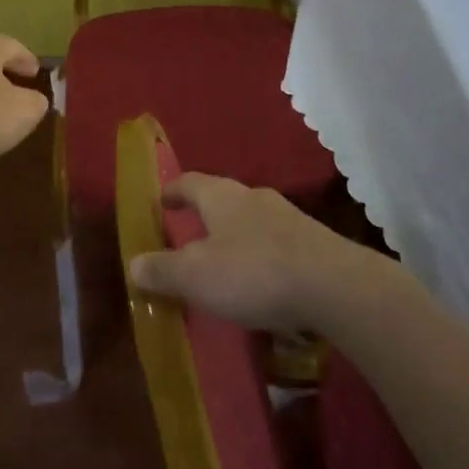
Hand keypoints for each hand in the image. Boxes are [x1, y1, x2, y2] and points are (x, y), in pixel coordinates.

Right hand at [128, 173, 383, 333]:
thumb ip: (163, 269)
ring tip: (223, 265)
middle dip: (204, 216)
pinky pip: (275, 244)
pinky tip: (260, 284)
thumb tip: (134, 263)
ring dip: (234, 238)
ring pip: (250, 222)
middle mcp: (253, 197)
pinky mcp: (313, 244)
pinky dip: (260, 258)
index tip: (160, 202)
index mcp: (221, 196)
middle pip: (221, 199)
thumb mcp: (196, 276)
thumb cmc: (253, 272)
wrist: (334, 286)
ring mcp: (287, 218)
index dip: (172, 191)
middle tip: (188, 237)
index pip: (189, 182)